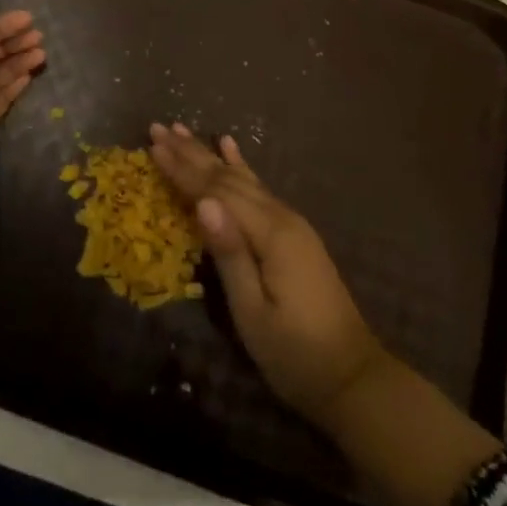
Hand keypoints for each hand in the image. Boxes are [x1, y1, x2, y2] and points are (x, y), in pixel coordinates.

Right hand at [149, 122, 387, 428]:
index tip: (153, 144)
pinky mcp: (294, 232)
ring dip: (209, 154)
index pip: (216, 191)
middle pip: (227, 177)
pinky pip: (260, 188)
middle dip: (191, 153)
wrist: (353, 377)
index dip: (183, 169)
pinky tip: (230, 146)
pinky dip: (241, 165)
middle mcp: (281, 216)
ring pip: (242, 178)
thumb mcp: (254, 313)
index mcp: (270, 233)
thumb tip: (203, 202)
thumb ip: (229, 253)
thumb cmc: (295, 354)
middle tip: (159, 127)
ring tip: (183, 130)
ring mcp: (291, 222)